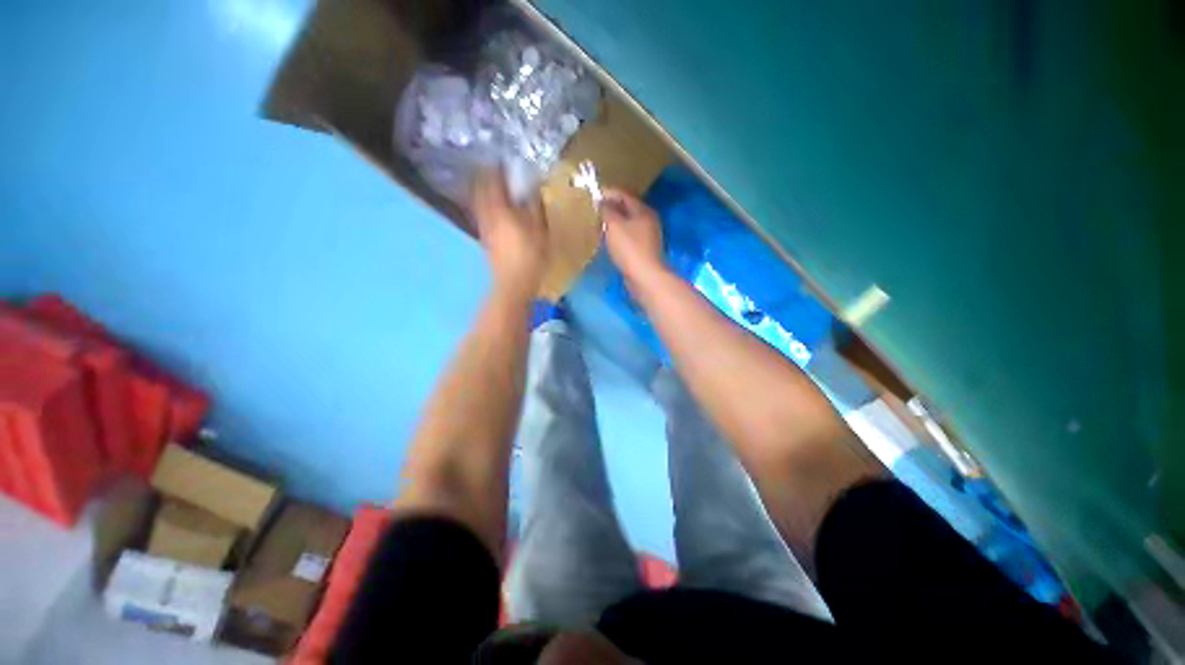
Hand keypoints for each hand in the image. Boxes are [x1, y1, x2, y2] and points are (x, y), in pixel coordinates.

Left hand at [470, 170, 548, 296]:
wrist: (513, 283)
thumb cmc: (530, 256)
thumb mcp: (540, 230)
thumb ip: (535, 206)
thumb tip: (533, 188)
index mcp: (500, 209)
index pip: (492, 180)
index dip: (496, 168)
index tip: (503, 160)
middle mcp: (486, 214)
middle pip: (480, 189)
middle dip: (487, 177)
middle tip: (497, 172)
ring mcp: (483, 227)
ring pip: (479, 201)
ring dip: (484, 191)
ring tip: (495, 188)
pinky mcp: (484, 238)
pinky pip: (481, 214)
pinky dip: (486, 206)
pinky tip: (495, 209)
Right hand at [602, 188, 665, 283]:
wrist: (644, 277)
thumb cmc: (629, 248)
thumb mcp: (614, 225)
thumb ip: (606, 210)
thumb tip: (601, 201)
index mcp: (643, 211)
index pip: (624, 195)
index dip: (608, 194)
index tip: (592, 197)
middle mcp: (648, 221)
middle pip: (626, 210)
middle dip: (610, 210)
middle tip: (594, 213)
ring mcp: (647, 237)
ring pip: (627, 225)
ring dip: (612, 225)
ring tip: (598, 227)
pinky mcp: (643, 251)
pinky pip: (628, 239)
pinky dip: (617, 237)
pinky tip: (607, 243)